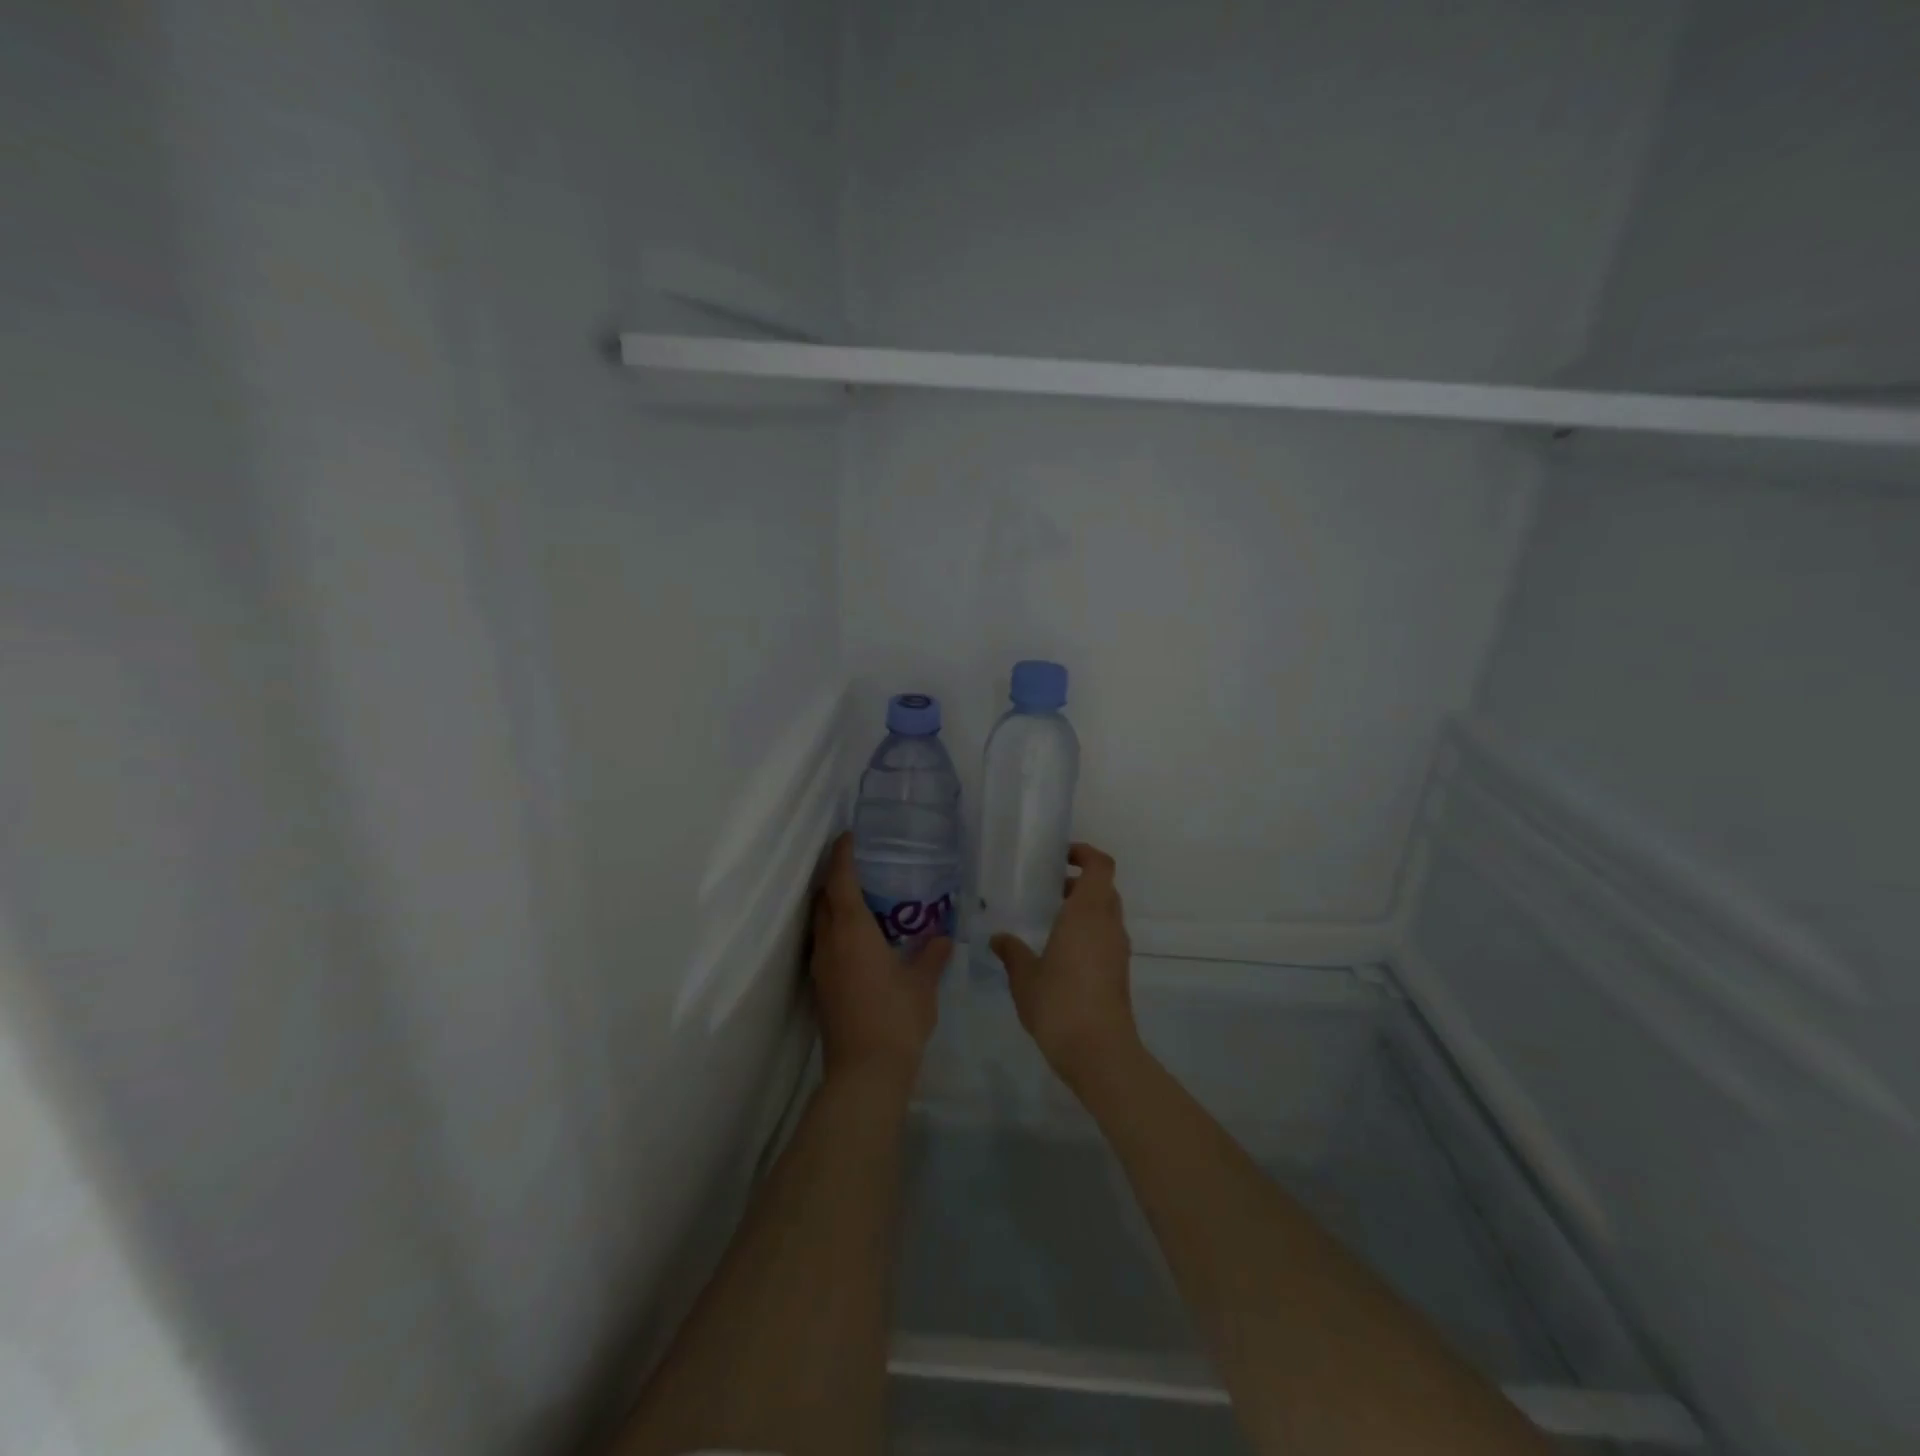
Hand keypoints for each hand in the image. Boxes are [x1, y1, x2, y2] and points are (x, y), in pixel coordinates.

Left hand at [809, 832, 951, 1091]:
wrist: (864, 1071)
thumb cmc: (896, 1017)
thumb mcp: (923, 983)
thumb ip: (932, 954)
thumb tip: (942, 937)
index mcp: (852, 932)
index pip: (840, 882)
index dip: (842, 856)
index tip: (847, 836)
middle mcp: (829, 943)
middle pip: (823, 899)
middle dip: (835, 876)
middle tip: (857, 863)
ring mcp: (821, 967)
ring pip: (820, 922)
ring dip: (832, 904)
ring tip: (859, 897)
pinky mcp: (821, 987)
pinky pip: (824, 944)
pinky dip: (835, 929)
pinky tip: (858, 939)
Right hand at [990, 843, 1139, 1088]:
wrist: (1099, 1051)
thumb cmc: (1059, 1003)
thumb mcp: (1024, 976)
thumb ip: (1011, 952)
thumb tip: (998, 938)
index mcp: (1087, 913)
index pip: (1100, 866)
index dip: (1085, 853)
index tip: (1061, 857)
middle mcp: (1107, 924)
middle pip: (1104, 888)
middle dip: (1080, 882)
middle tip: (1049, 887)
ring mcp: (1117, 949)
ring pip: (1106, 913)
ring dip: (1084, 908)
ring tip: (1051, 920)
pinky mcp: (1119, 972)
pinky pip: (1105, 937)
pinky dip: (1088, 932)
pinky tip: (1060, 952)